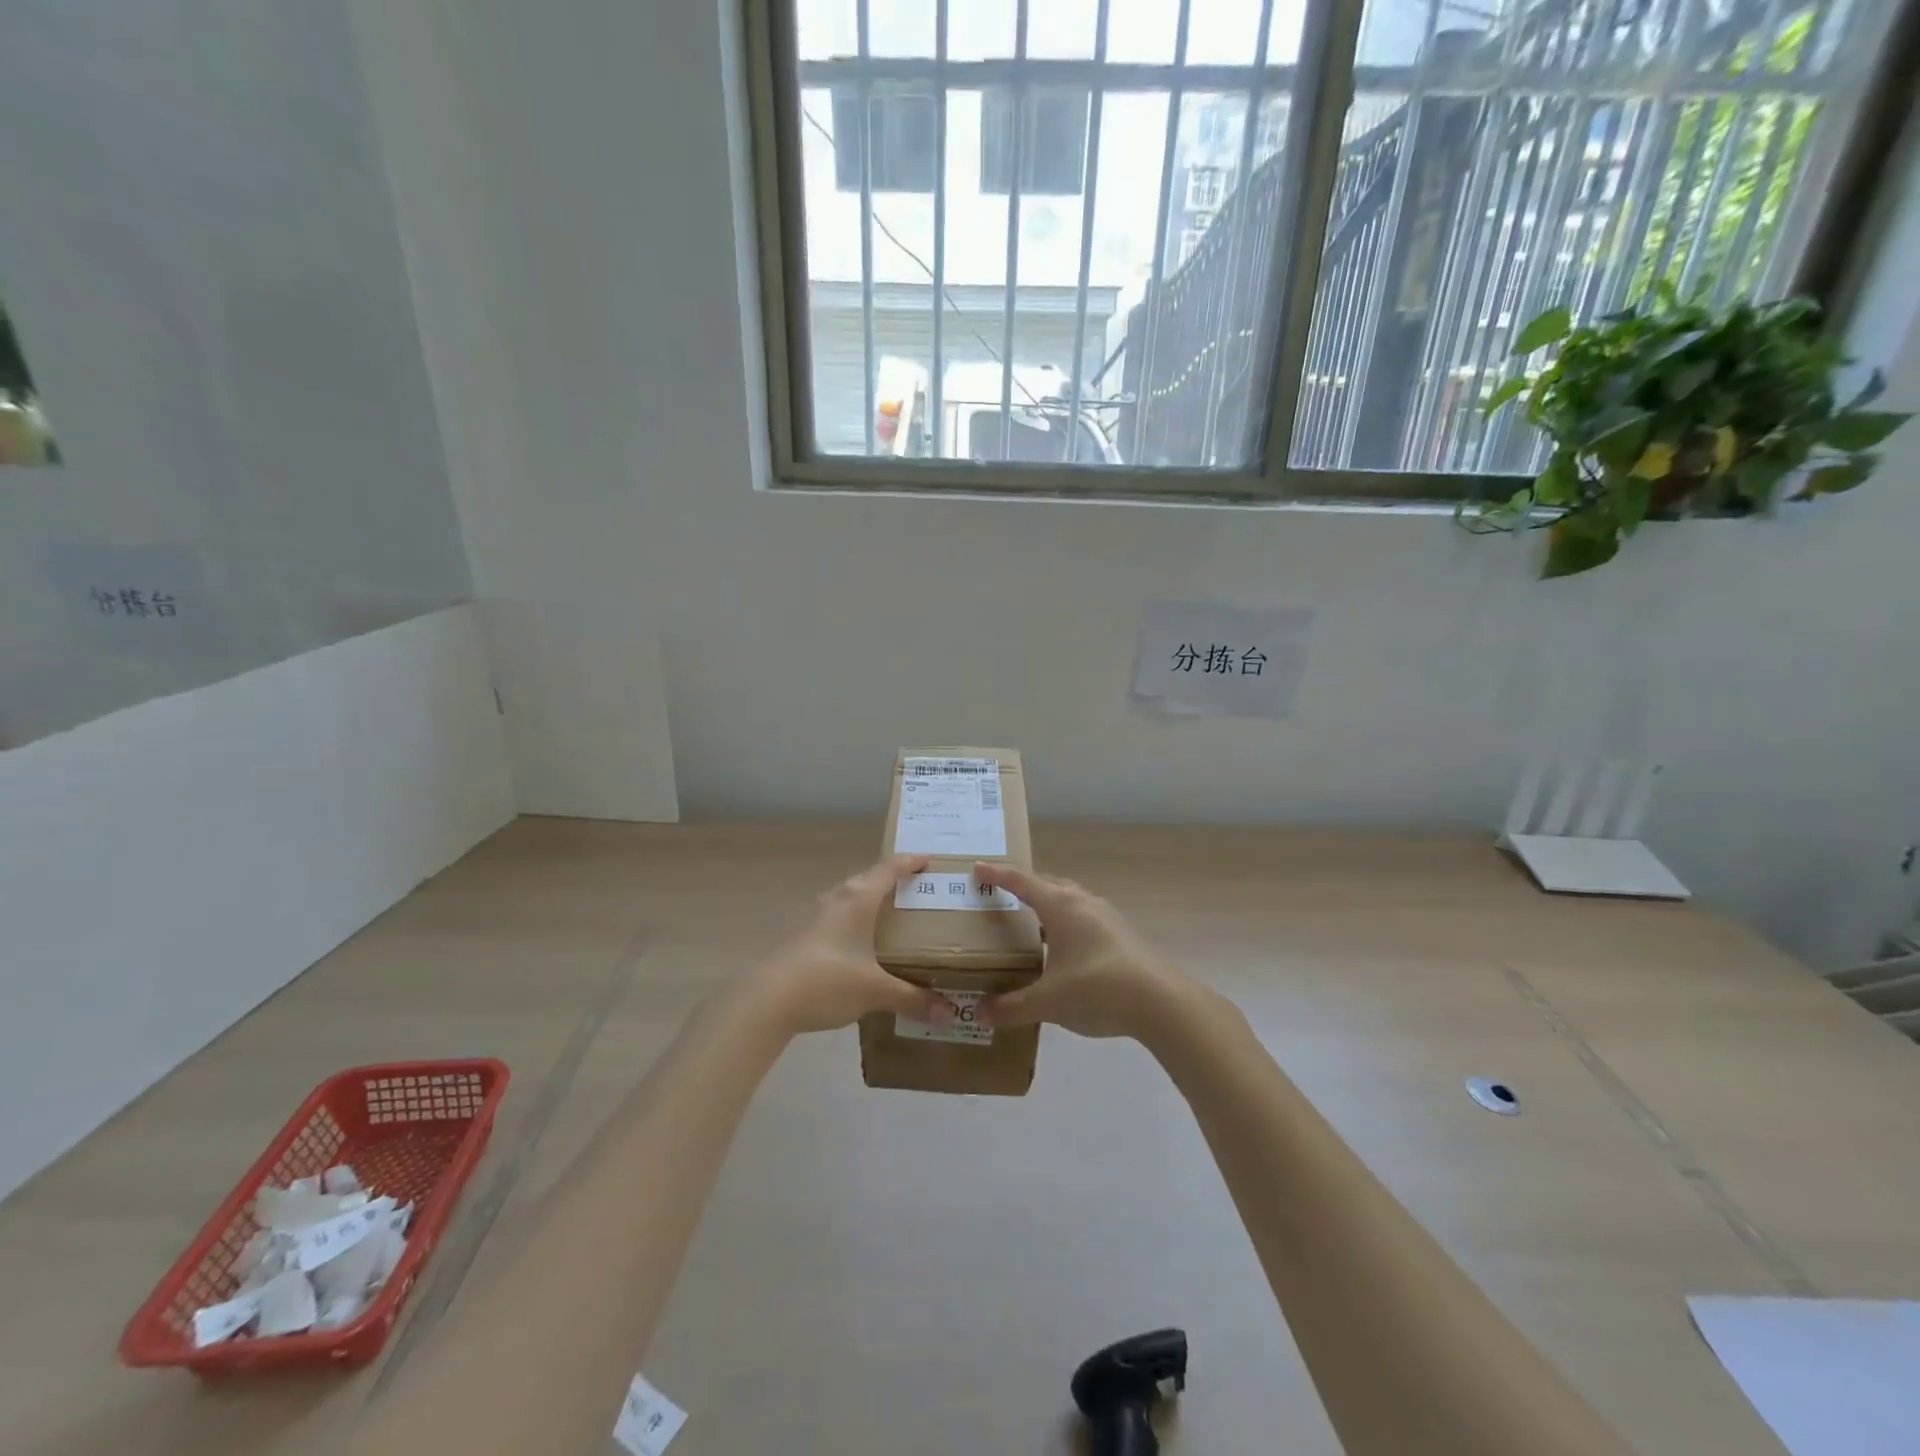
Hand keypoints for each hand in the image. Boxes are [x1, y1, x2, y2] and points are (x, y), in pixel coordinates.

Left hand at [748, 855, 956, 1035]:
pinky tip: (859, 946)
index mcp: (858, 899)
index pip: (890, 869)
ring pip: (849, 898)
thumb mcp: (875, 991)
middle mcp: (837, 899)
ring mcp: (815, 917)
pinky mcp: (802, 936)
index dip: (910, 862)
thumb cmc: (828, 981)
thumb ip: (912, 999)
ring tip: (889, 916)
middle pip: (868, 879)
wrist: (767, 1000)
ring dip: (868, 901)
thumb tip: (948, 1013)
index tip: (929, 860)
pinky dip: (853, 923)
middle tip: (914, 891)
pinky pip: (836, 918)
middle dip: (891, 881)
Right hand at [974, 864, 1184, 1039]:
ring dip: (1046, 904)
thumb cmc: (1098, 989)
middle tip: (999, 895)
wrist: (1160, 1002)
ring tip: (1028, 922)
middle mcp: (1082, 902)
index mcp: (1060, 906)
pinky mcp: (1120, 934)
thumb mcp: (1048, 1002)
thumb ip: (1012, 1007)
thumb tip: (980, 1013)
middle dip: (1021, 886)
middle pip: (1046, 884)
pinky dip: (1063, 922)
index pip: (1021, 882)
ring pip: (1068, 899)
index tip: (976, 868)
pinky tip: (1061, 949)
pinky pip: (1082, 916)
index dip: (997, 875)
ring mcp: (1105, 916)